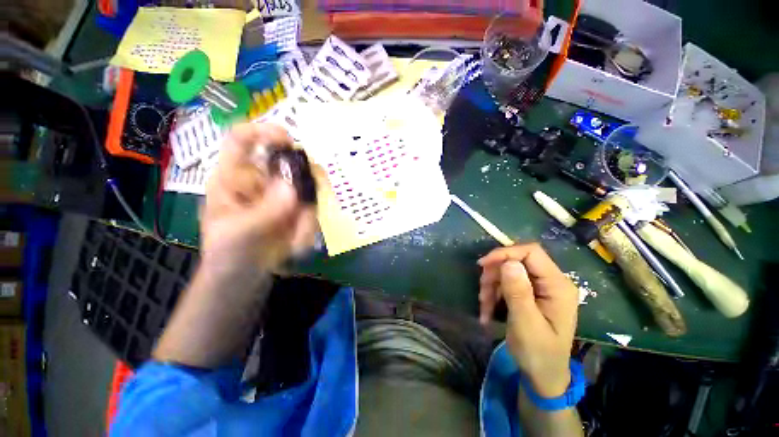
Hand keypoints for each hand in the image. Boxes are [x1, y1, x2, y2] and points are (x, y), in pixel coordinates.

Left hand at [200, 123, 317, 279]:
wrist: (244, 277)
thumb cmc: (228, 254)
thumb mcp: (239, 234)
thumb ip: (265, 211)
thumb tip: (292, 186)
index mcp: (234, 178)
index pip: (243, 140)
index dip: (263, 131)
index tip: (288, 141)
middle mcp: (262, 180)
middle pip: (289, 161)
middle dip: (304, 181)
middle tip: (306, 205)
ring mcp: (283, 195)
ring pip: (308, 189)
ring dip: (307, 217)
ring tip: (295, 240)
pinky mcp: (298, 210)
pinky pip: (314, 211)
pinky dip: (309, 229)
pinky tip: (297, 245)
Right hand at [478, 243, 578, 397]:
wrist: (542, 376)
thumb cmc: (538, 354)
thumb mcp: (526, 324)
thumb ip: (519, 292)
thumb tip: (509, 262)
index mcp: (557, 285)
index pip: (531, 252)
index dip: (505, 253)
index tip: (483, 265)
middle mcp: (550, 281)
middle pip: (516, 261)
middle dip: (494, 274)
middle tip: (482, 293)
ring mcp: (539, 287)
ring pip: (506, 272)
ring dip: (491, 286)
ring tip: (484, 307)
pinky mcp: (529, 293)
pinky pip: (505, 283)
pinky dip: (493, 294)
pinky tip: (487, 310)